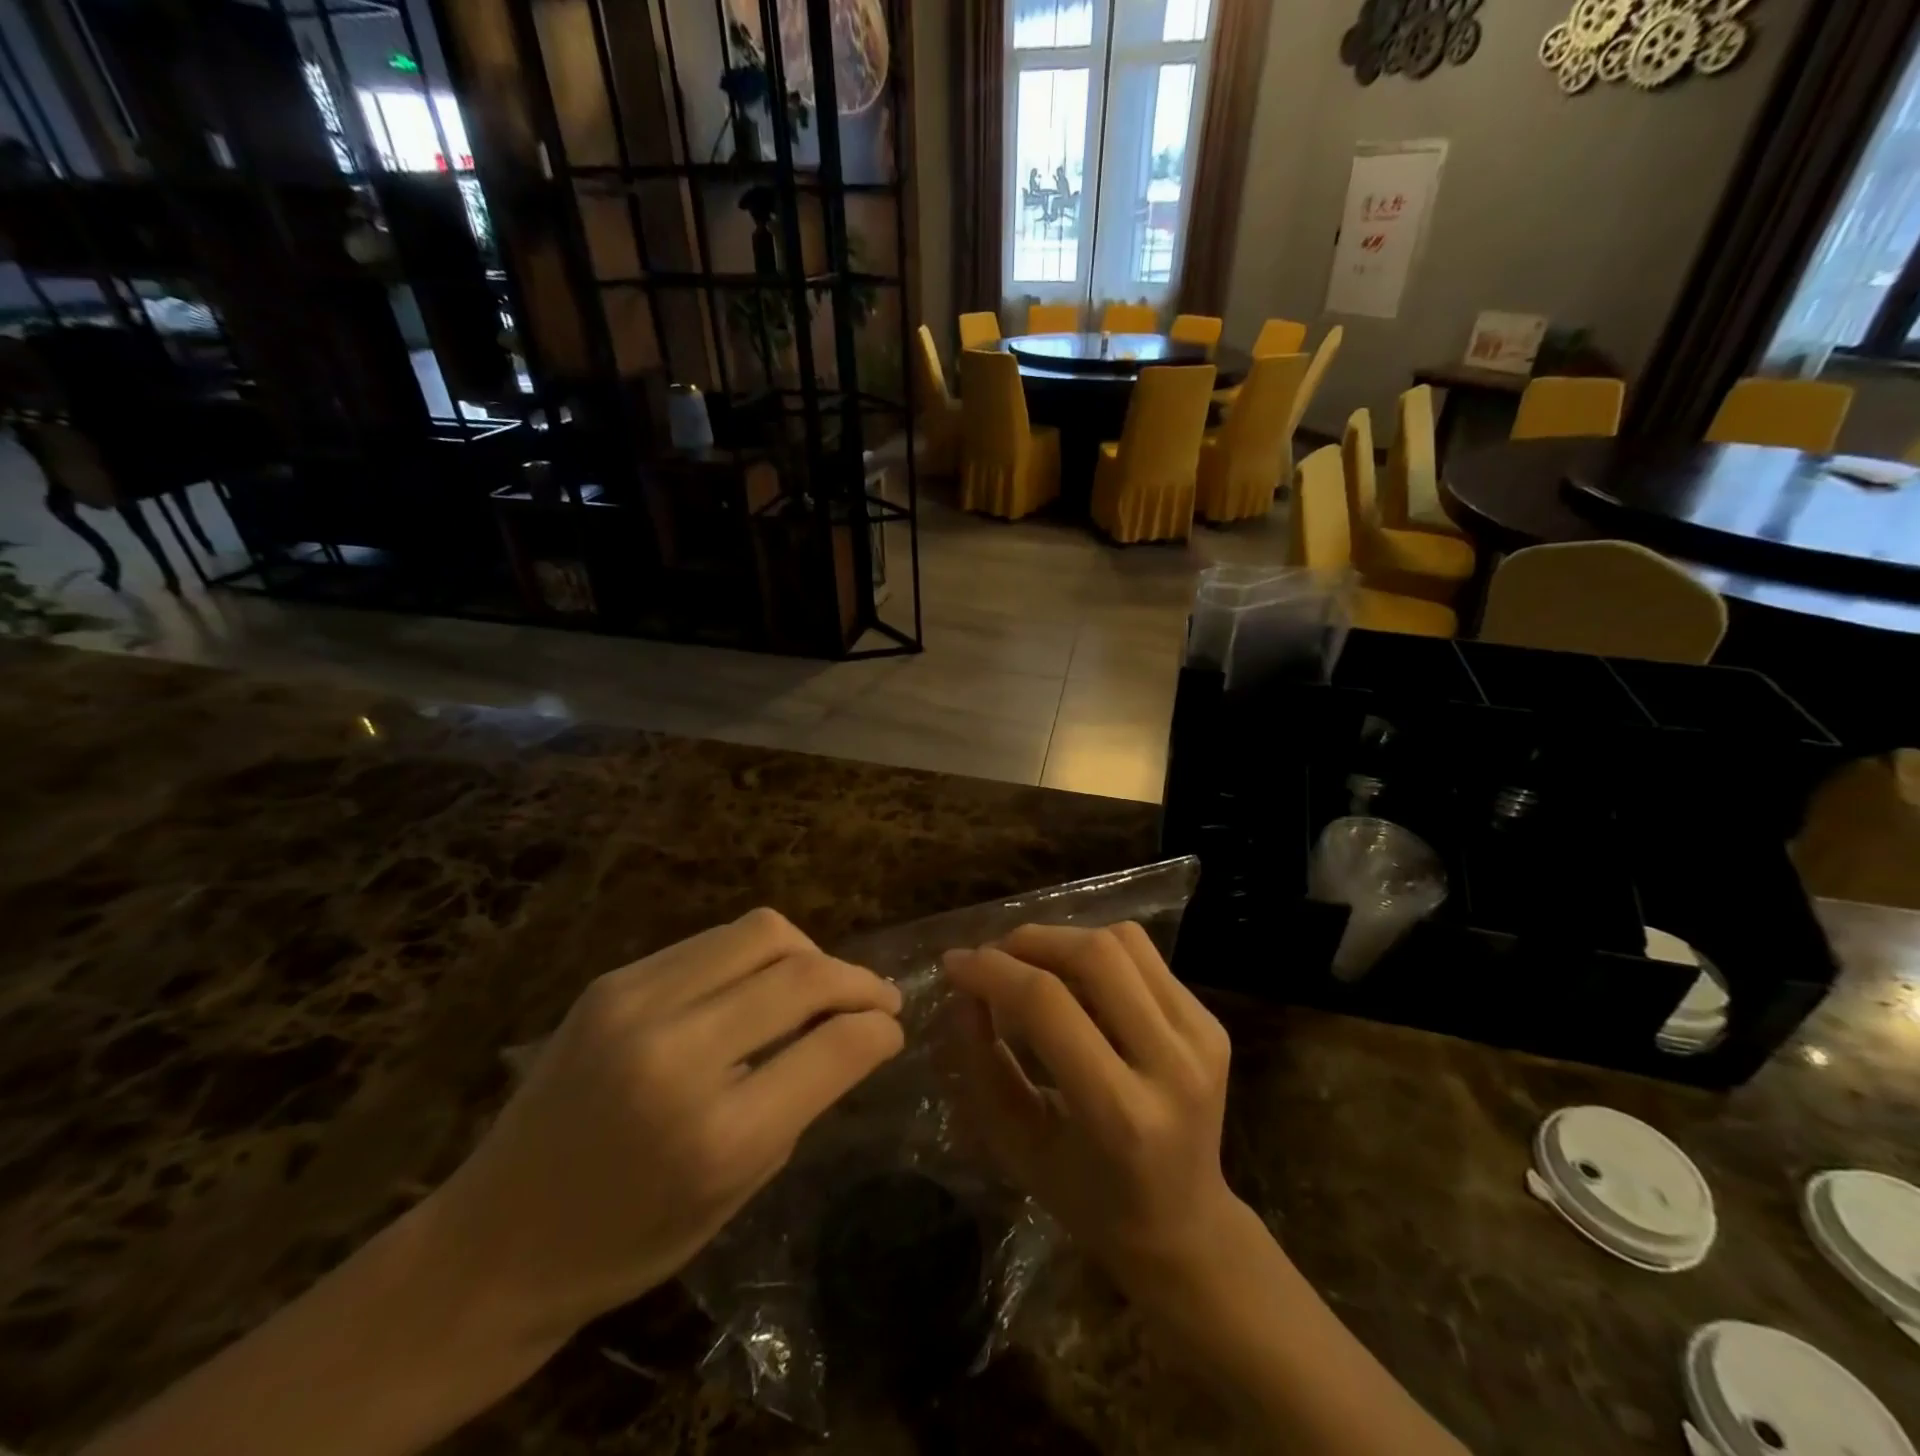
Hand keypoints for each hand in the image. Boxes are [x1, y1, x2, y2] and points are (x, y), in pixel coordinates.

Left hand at [428, 909, 904, 1344]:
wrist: (495, 1241)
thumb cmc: (629, 1240)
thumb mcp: (737, 1190)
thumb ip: (802, 1100)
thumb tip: (855, 1032)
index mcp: (718, 1134)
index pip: (835, 1045)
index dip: (880, 1029)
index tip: (893, 1029)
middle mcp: (677, 1052)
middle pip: (804, 972)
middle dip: (857, 980)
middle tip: (876, 998)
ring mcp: (637, 1004)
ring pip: (763, 931)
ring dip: (809, 953)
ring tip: (817, 984)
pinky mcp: (614, 981)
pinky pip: (713, 941)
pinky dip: (756, 955)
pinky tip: (757, 986)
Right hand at [942, 923, 1238, 1285]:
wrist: (1185, 1223)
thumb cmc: (1088, 1199)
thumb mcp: (1019, 1146)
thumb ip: (984, 1066)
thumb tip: (965, 992)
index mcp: (1121, 1114)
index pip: (1048, 1005)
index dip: (992, 971)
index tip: (954, 964)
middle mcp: (1172, 1064)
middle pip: (1094, 955)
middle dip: (1029, 941)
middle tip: (991, 956)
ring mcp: (1201, 1037)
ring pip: (1123, 941)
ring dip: (1063, 939)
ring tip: (1030, 964)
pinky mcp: (1211, 1021)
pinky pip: (1144, 955)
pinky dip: (1096, 952)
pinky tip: (1074, 979)